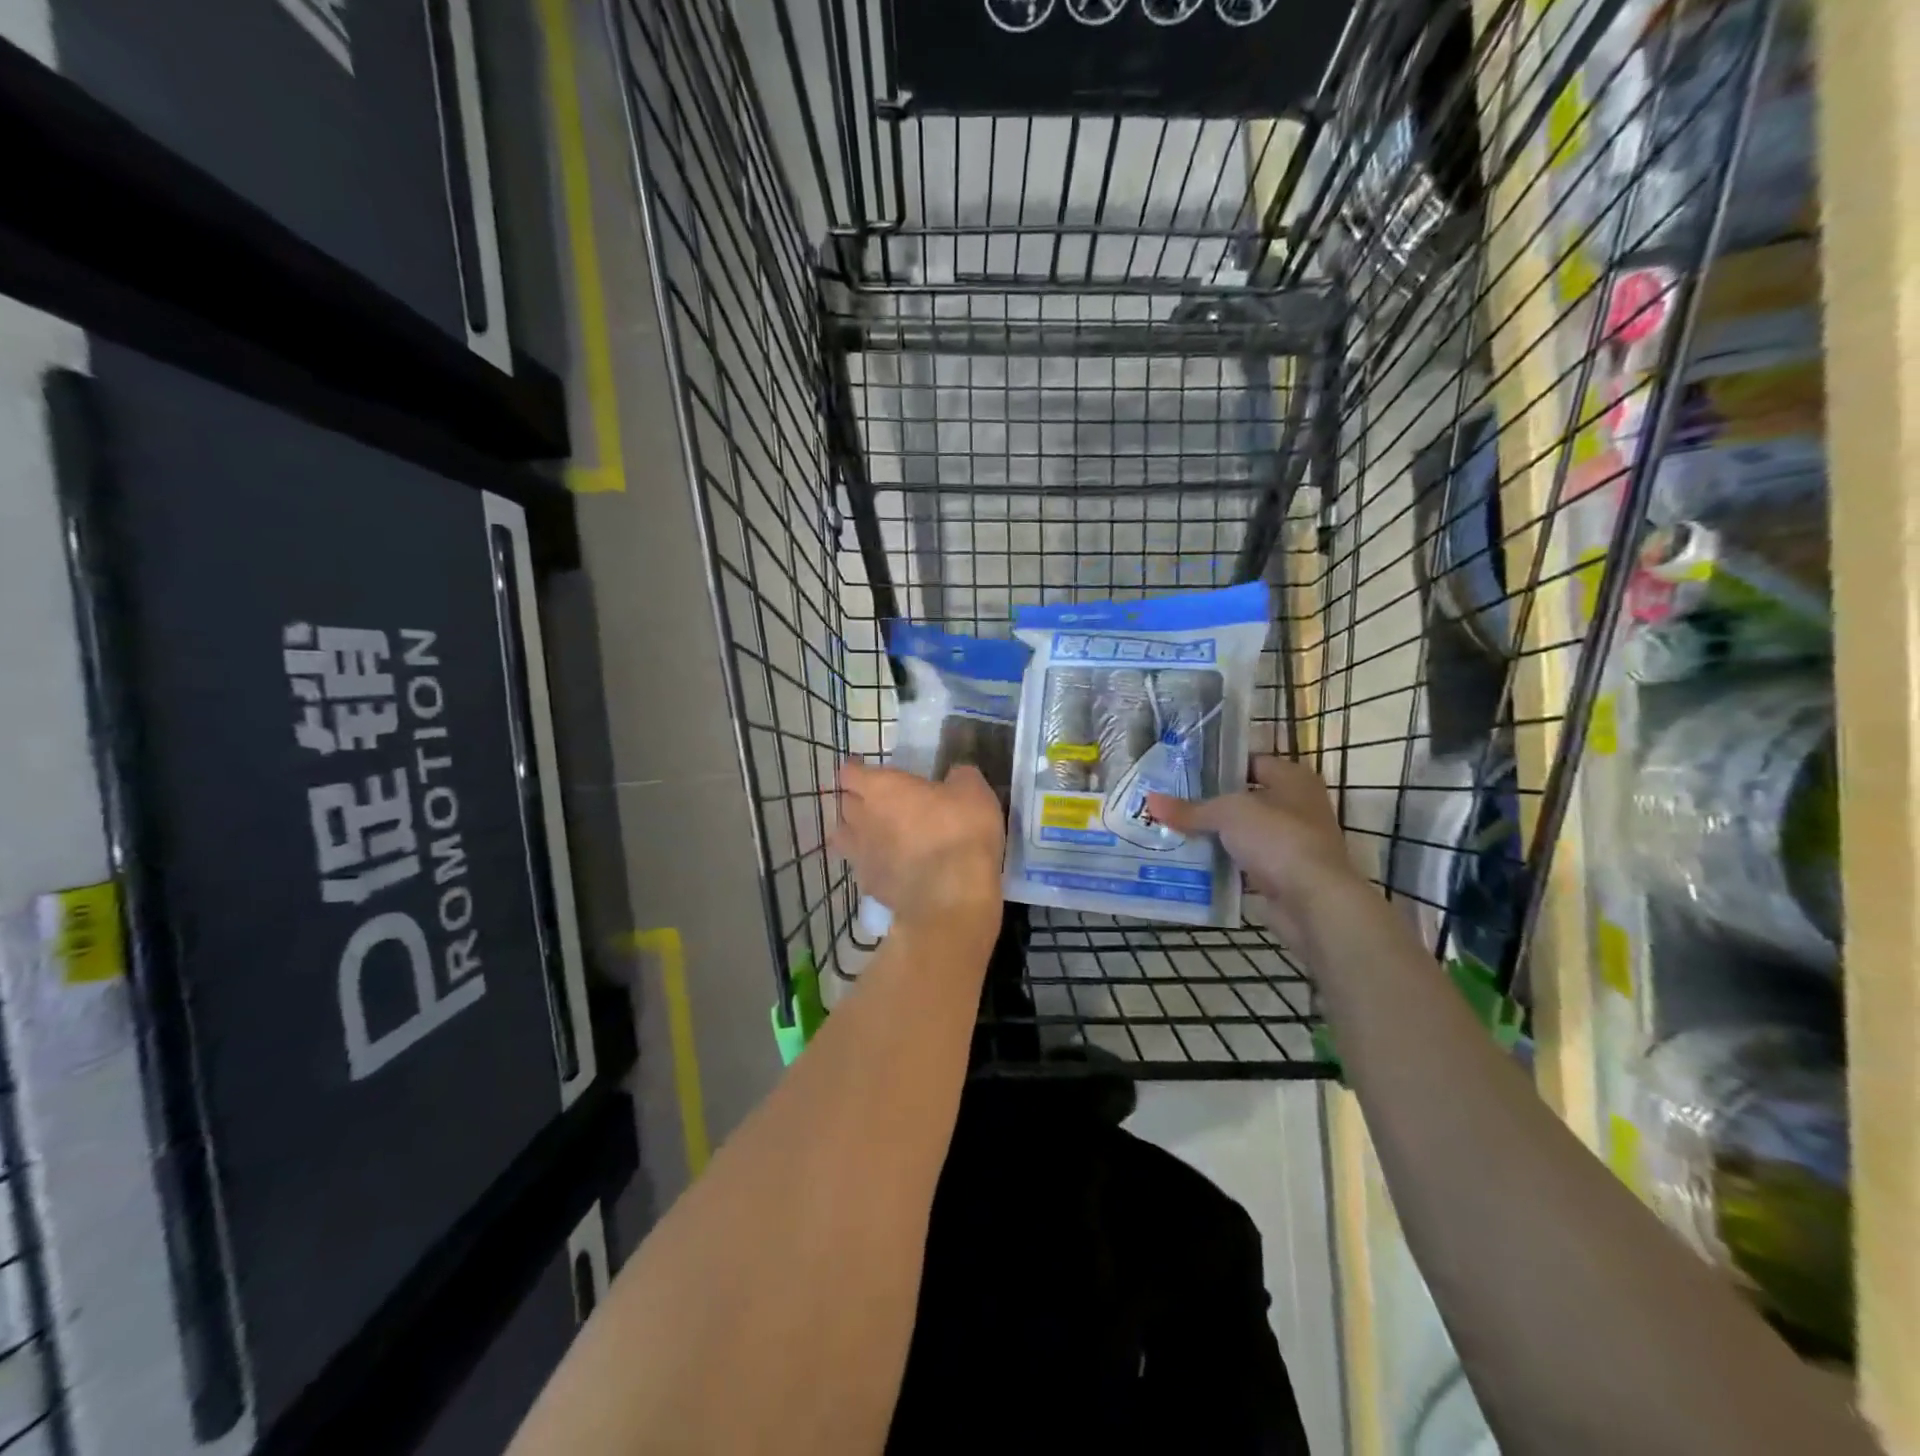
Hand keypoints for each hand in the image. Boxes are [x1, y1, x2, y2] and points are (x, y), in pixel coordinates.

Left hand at [833, 761, 1004, 942]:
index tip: (866, 769)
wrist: (952, 895)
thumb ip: (959, 777)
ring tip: (874, 834)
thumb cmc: (960, 830)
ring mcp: (862, 856)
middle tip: (877, 800)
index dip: (856, 770)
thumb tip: (954, 776)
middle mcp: (862, 819)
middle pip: (844, 804)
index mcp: (881, 788)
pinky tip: (889, 867)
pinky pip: (863, 869)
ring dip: (856, 833)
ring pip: (844, 838)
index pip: (850, 773)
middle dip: (856, 800)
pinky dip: (872, 865)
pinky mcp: (870, 887)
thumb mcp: (974, 791)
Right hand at [1146, 756, 1371, 947]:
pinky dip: (1222, 863)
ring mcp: (1291, 842)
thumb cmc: (1277, 838)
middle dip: (1209, 803)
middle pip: (1244, 799)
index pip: (1249, 761)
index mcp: (1292, 778)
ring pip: (1242, 833)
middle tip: (1169, 802)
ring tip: (1172, 831)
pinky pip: (1244, 862)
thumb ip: (1190, 809)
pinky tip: (1190, 862)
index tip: (1181, 772)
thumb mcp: (1227, 814)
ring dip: (1214, 836)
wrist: (1314, 901)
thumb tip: (1150, 801)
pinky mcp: (1283, 874)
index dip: (1217, 766)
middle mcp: (1297, 806)